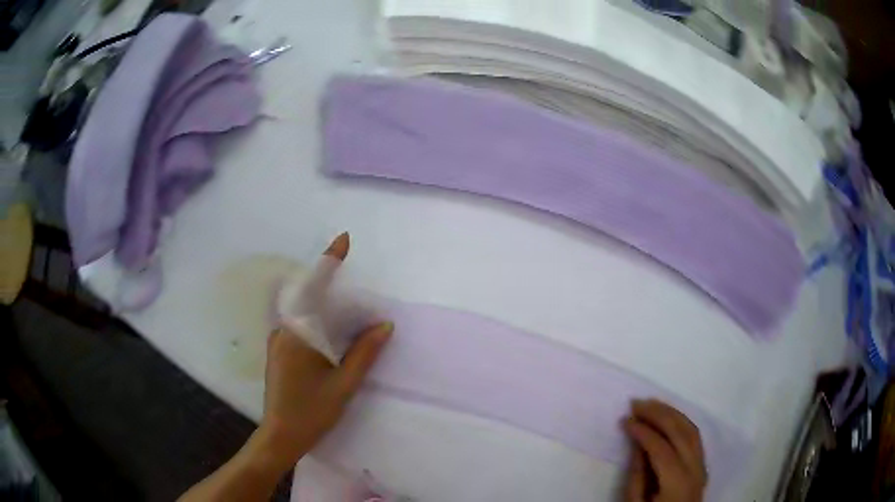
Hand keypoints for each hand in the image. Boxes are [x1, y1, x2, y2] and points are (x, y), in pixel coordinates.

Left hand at [258, 233, 392, 468]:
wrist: (280, 436)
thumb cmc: (312, 413)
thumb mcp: (343, 386)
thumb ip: (363, 353)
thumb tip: (384, 325)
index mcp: (298, 336)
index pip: (314, 289)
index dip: (329, 262)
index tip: (344, 239)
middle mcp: (283, 331)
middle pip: (306, 295)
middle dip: (327, 278)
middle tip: (349, 271)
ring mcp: (277, 340)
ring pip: (301, 309)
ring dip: (321, 299)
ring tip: (345, 302)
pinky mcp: (277, 350)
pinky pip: (297, 323)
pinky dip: (314, 315)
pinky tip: (329, 327)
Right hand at [623, 399, 706, 501]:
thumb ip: (637, 474)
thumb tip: (636, 442)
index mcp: (677, 483)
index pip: (662, 448)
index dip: (644, 431)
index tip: (626, 419)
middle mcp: (695, 469)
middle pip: (681, 432)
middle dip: (659, 414)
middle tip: (637, 403)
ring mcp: (702, 465)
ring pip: (692, 429)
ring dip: (672, 413)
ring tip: (652, 403)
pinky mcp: (702, 465)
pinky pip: (695, 436)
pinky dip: (682, 422)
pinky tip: (669, 417)